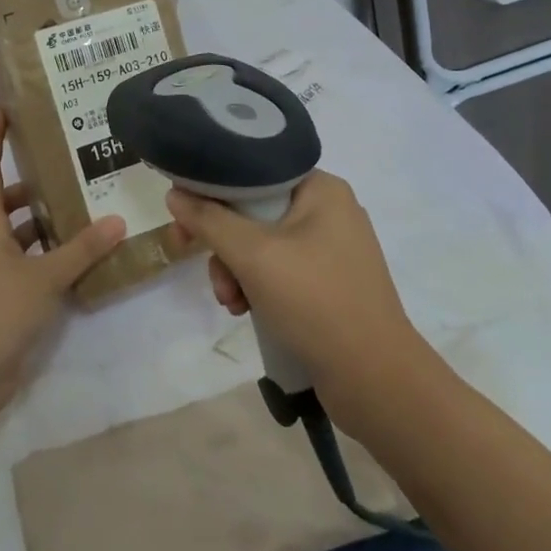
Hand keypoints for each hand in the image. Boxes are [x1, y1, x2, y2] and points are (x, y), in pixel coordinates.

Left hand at [0, 109, 125, 426]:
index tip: (1, 111)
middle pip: (4, 204)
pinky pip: (30, 268)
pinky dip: (50, 260)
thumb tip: (116, 220)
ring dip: (44, 224)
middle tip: (66, 168)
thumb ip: (80, 250)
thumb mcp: (43, 278)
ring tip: (83, 210)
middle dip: (29, 184)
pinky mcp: (4, 303)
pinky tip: (80, 261)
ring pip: (19, 238)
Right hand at [165, 171, 426, 402]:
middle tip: (191, 257)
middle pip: (253, 211)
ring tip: (230, 301)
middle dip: (222, 243)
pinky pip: (279, 271)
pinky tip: (246, 310)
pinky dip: (256, 287)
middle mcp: (329, 211)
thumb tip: (175, 194)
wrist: (374, 378)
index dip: (212, 189)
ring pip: (261, 245)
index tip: (182, 214)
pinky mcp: (328, 283)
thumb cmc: (315, 301)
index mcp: (321, 189)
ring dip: (235, 271)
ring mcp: (331, 249)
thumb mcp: (254, 255)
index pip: (253, 171)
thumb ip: (210, 220)